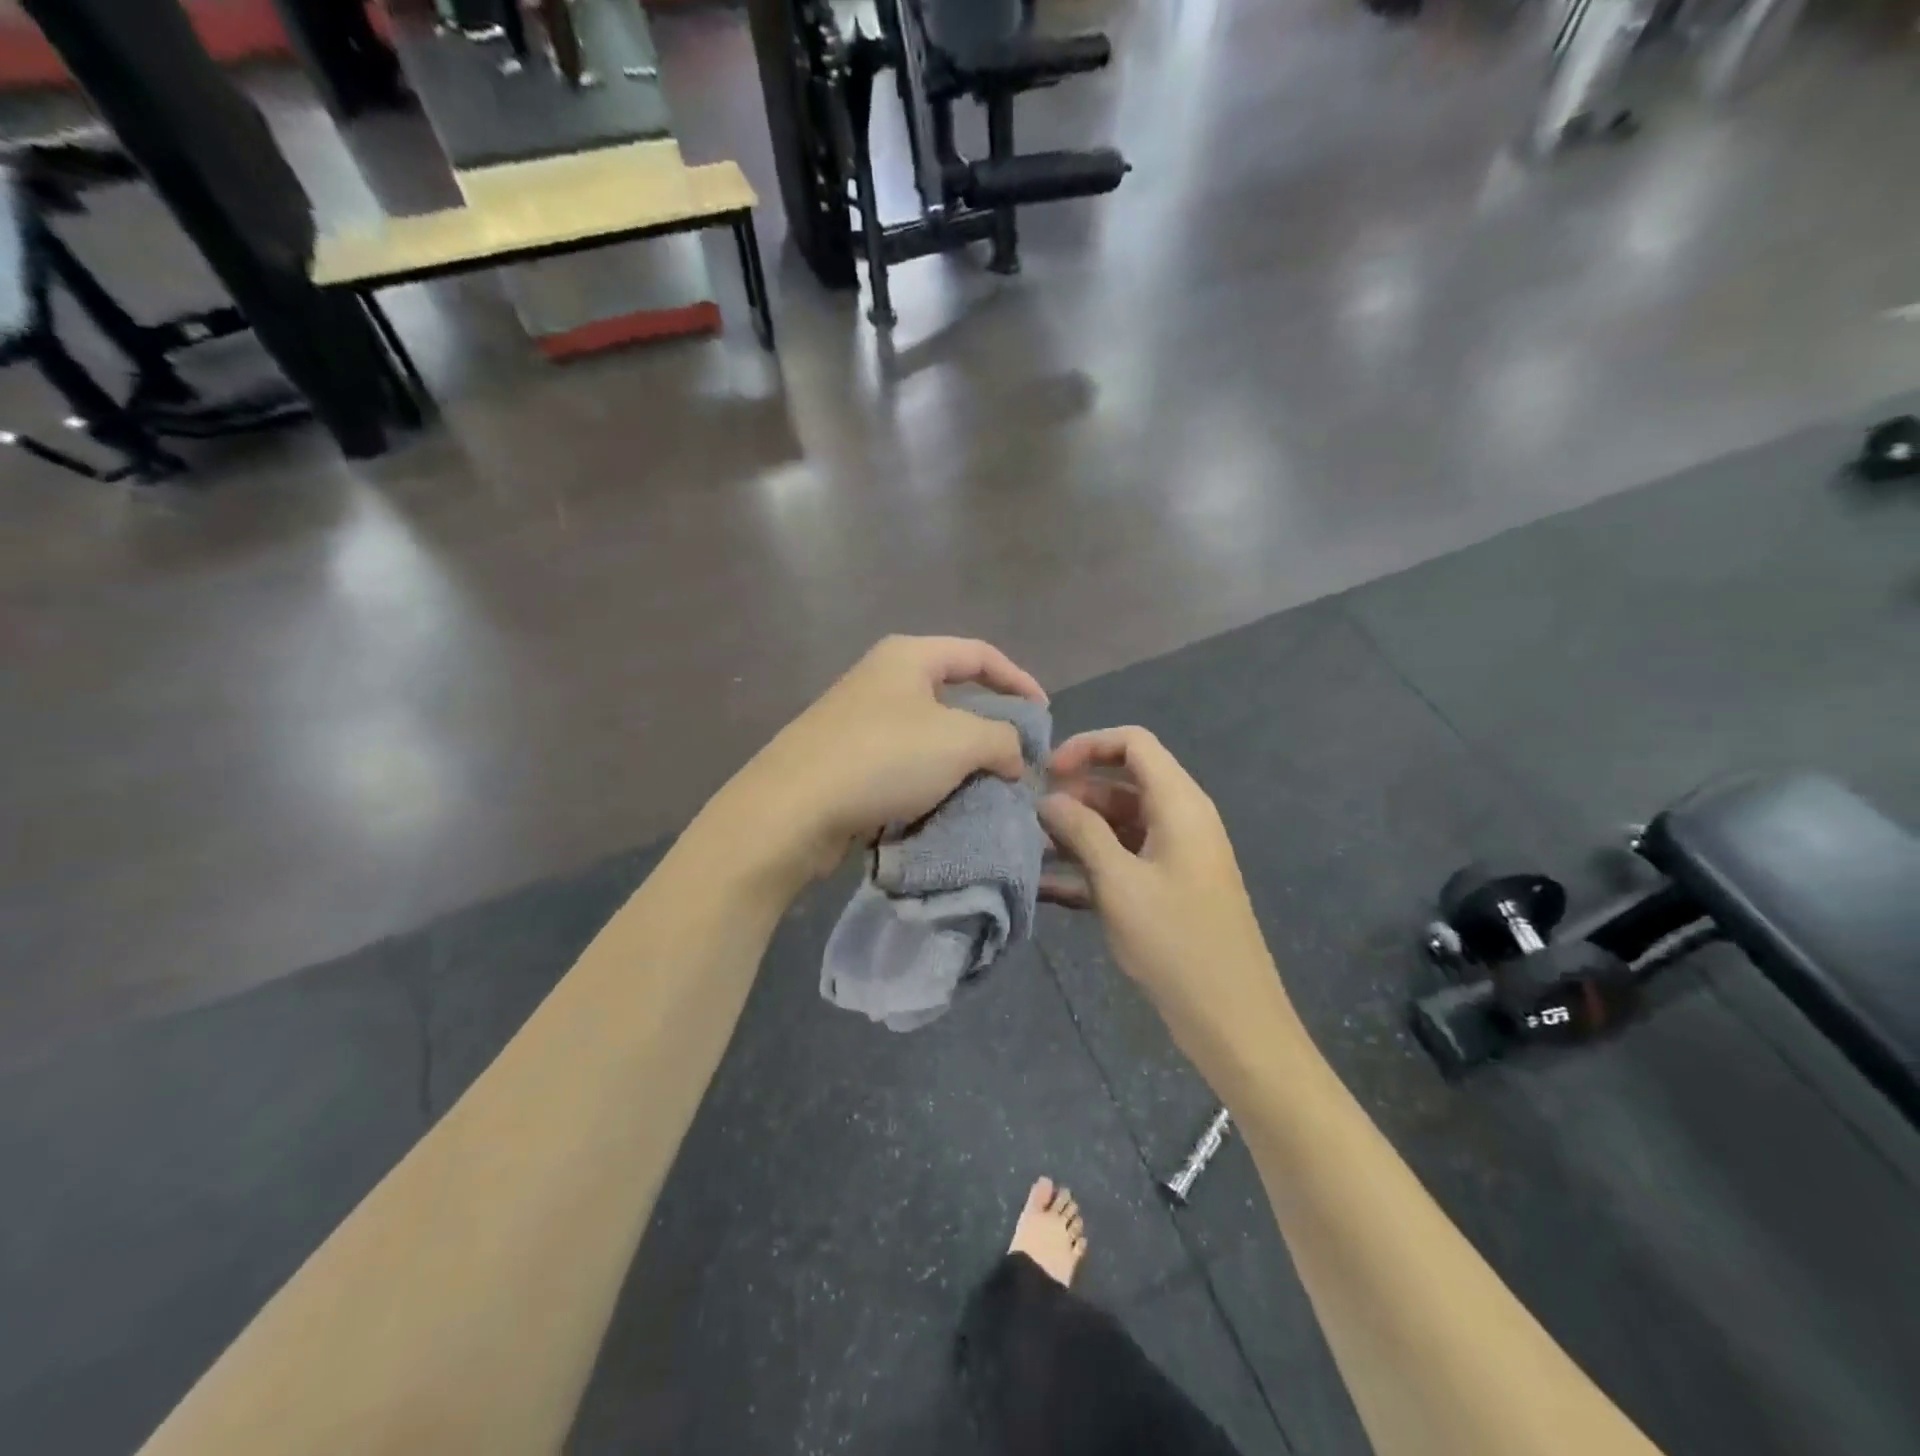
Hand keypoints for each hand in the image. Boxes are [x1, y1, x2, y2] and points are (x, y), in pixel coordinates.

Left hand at [716, 636, 1046, 887]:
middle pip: (954, 694)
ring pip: (929, 734)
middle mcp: (881, 679)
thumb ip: (1003, 740)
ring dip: (962, 760)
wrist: (792, 811)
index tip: (1044, 717)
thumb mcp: (960, 741)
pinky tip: (946, 807)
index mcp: (908, 657)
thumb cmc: (883, 759)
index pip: (980, 654)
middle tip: (1018, 759)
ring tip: (989, 789)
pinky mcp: (846, 761)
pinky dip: (931, 782)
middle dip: (991, 726)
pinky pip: (904, 765)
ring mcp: (859, 721)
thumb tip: (1014, 757)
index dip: (1019, 680)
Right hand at [1039, 727, 1292, 1057]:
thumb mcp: (1119, 883)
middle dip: (1076, 794)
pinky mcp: (1167, 888)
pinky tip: (1047, 885)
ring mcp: (1174, 856)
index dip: (1088, 746)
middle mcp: (1180, 820)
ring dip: (1078, 832)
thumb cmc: (1176, 942)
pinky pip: (1124, 860)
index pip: (1133, 744)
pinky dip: (1091, 866)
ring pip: (1119, 824)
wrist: (1231, 1019)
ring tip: (1032, 850)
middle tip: (1032, 818)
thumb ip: (1081, 832)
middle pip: (1123, 783)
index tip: (1047, 772)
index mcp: (1179, 804)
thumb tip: (1049, 799)